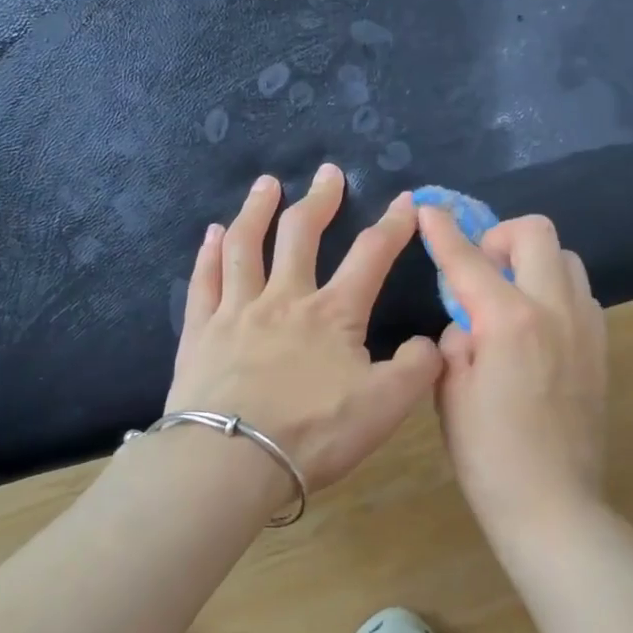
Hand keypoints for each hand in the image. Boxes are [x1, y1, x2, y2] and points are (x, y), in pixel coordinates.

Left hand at [166, 165, 442, 492]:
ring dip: (257, 210)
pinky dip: (209, 252)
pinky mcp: (201, 332)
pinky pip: (204, 280)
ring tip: (265, 184)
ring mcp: (237, 311)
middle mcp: (285, 298)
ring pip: (246, 246)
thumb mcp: (385, 407)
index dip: (394, 225)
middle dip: (320, 200)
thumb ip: (416, 369)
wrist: (230, 460)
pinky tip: (212, 234)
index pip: (371, 255)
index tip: (407, 199)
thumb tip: (431, 342)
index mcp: (333, 313)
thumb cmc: (313, 432)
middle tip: (328, 172)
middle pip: (301, 234)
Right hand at [416, 207, 608, 537]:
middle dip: (501, 235)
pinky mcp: (602, 347)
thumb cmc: (488, 454)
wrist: (553, 503)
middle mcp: (555, 310)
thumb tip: (468, 321)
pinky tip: (535, 327)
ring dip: (533, 262)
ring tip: (509, 296)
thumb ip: (457, 339)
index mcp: (510, 320)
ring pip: (566, 259)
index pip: (470, 259)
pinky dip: (554, 291)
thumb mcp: (451, 392)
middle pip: (536, 233)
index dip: (444, 230)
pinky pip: (580, 294)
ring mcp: (586, 326)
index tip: (429, 208)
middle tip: (481, 266)